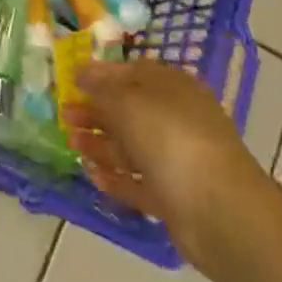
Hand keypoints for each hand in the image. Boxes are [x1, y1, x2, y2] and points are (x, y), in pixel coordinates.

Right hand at [63, 58, 265, 272]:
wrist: (217, 209)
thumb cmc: (169, 136)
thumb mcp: (127, 100)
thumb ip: (100, 86)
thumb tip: (81, 71)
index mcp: (172, 87)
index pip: (132, 72)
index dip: (101, 74)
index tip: (70, 79)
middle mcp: (176, 119)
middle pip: (129, 111)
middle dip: (95, 112)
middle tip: (64, 114)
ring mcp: (177, 159)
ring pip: (131, 147)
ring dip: (99, 144)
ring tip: (71, 144)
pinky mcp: (174, 196)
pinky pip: (139, 182)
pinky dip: (116, 179)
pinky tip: (92, 175)